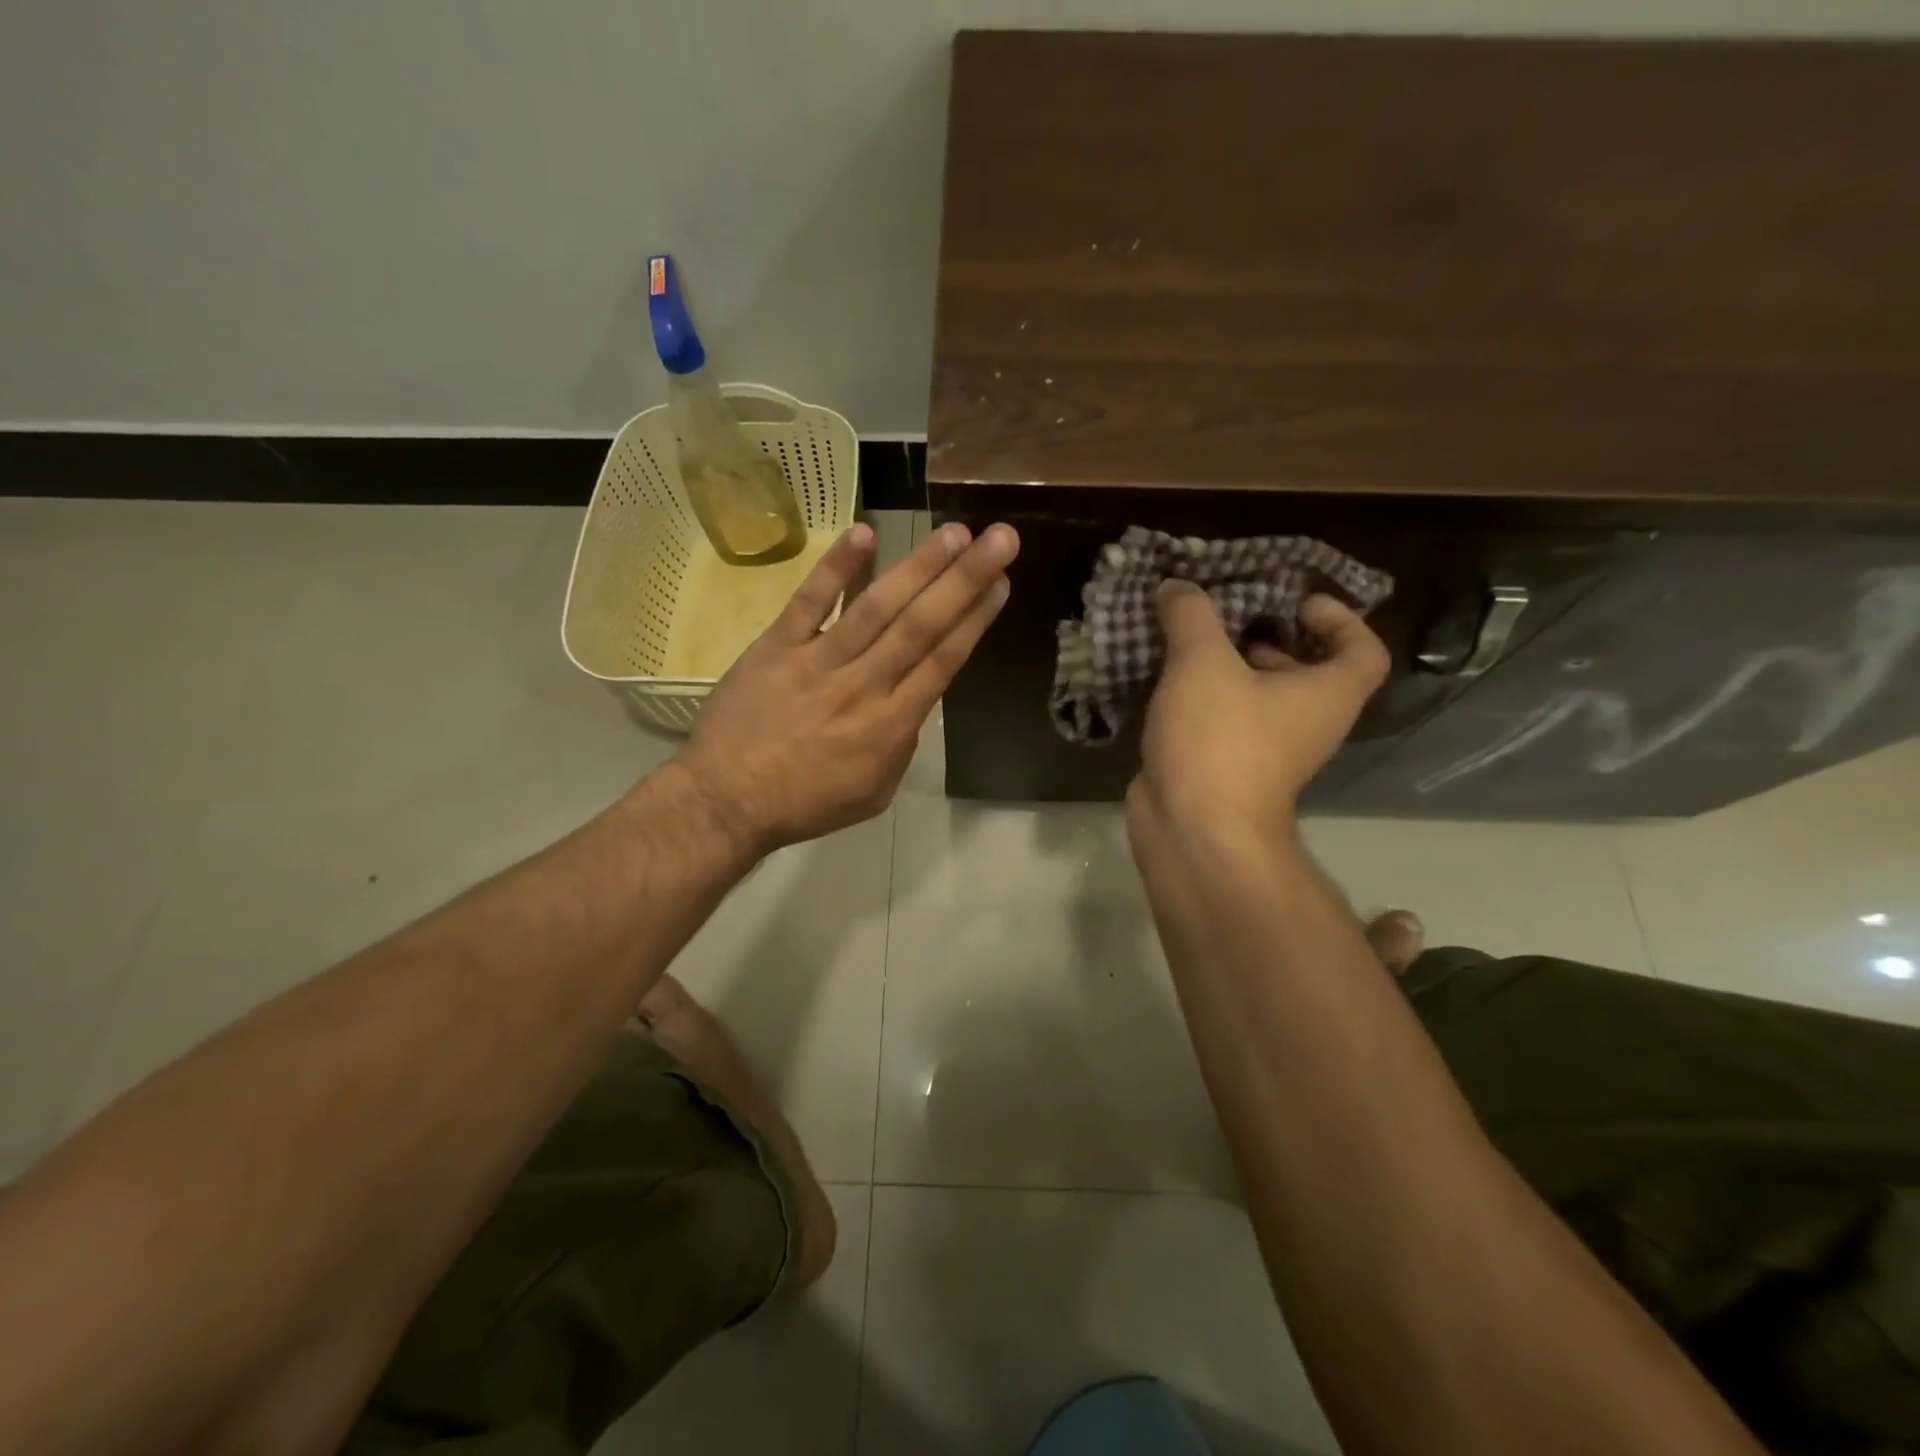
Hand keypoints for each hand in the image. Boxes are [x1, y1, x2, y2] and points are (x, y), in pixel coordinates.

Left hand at [674, 520, 1019, 855]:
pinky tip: (864, 533)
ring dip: (918, 567)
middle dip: (965, 580)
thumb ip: (901, 744)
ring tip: (954, 532)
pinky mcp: (776, 647)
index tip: (1002, 583)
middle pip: (921, 626)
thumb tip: (914, 699)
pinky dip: (836, 568)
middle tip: (1001, 538)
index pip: (943, 662)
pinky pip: (810, 602)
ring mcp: (818, 662)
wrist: (726, 802)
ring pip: (876, 608)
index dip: (975, 620)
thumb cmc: (806, 803)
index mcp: (890, 727)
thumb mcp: (874, 791)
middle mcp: (863, 686)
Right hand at [1128, 583, 1388, 845]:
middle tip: (1229, 614)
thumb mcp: (1203, 663)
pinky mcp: (1225, 767)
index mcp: (1326, 695)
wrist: (1193, 829)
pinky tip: (1165, 679)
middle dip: (1270, 638)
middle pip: (1305, 671)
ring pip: (1258, 697)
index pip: (1363, 651)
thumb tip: (1178, 587)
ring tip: (1187, 640)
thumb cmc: (1218, 739)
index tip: (1297, 602)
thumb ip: (1192, 616)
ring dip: (1228, 667)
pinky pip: (1223, 720)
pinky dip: (1202, 697)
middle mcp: (1306, 723)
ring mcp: (1266, 750)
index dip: (1341, 619)